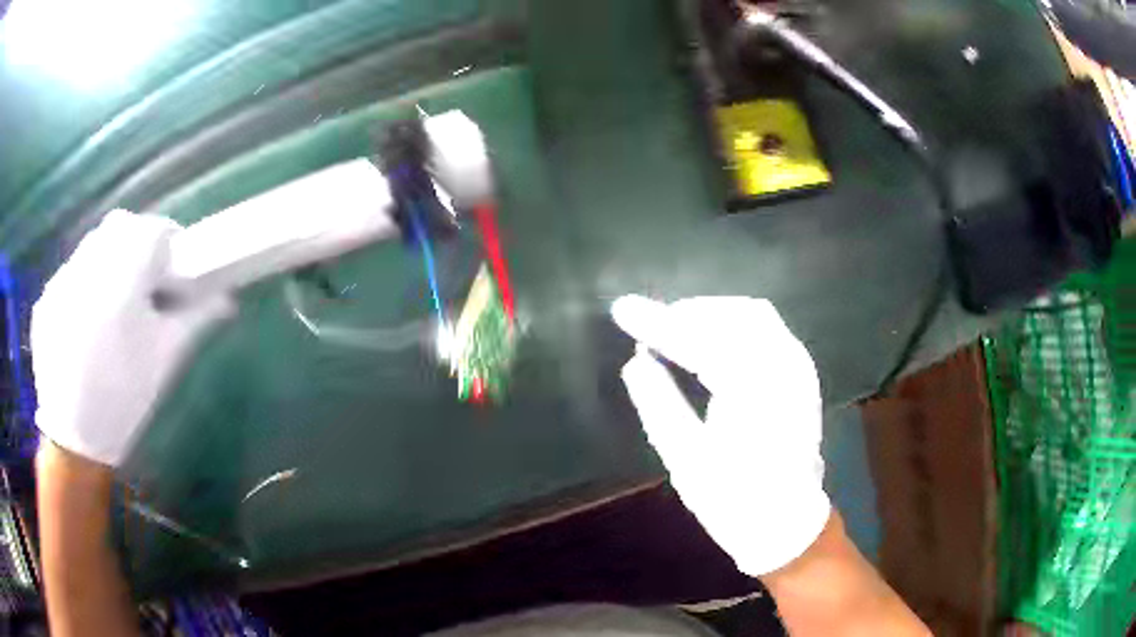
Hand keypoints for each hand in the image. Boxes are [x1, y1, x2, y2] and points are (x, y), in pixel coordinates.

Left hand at [32, 210, 232, 466]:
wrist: (74, 441)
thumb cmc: (124, 398)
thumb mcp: (164, 359)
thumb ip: (196, 318)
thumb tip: (227, 299)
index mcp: (124, 272)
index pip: (157, 231)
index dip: (172, 245)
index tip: (177, 273)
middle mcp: (89, 262)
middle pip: (121, 229)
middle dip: (137, 248)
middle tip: (144, 289)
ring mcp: (62, 278)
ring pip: (93, 248)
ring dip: (108, 263)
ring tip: (111, 311)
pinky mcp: (46, 298)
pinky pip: (70, 276)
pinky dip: (82, 287)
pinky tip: (85, 328)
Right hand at [611, 295, 829, 576]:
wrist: (787, 524)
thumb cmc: (734, 501)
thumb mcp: (687, 460)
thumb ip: (660, 404)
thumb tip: (636, 361)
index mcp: (756, 393)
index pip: (701, 340)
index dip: (658, 323)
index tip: (622, 310)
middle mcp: (786, 369)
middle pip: (733, 315)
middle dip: (688, 314)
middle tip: (651, 328)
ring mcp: (800, 368)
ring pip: (753, 315)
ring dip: (712, 315)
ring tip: (676, 331)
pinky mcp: (802, 374)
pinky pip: (767, 329)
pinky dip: (734, 325)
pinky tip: (711, 341)